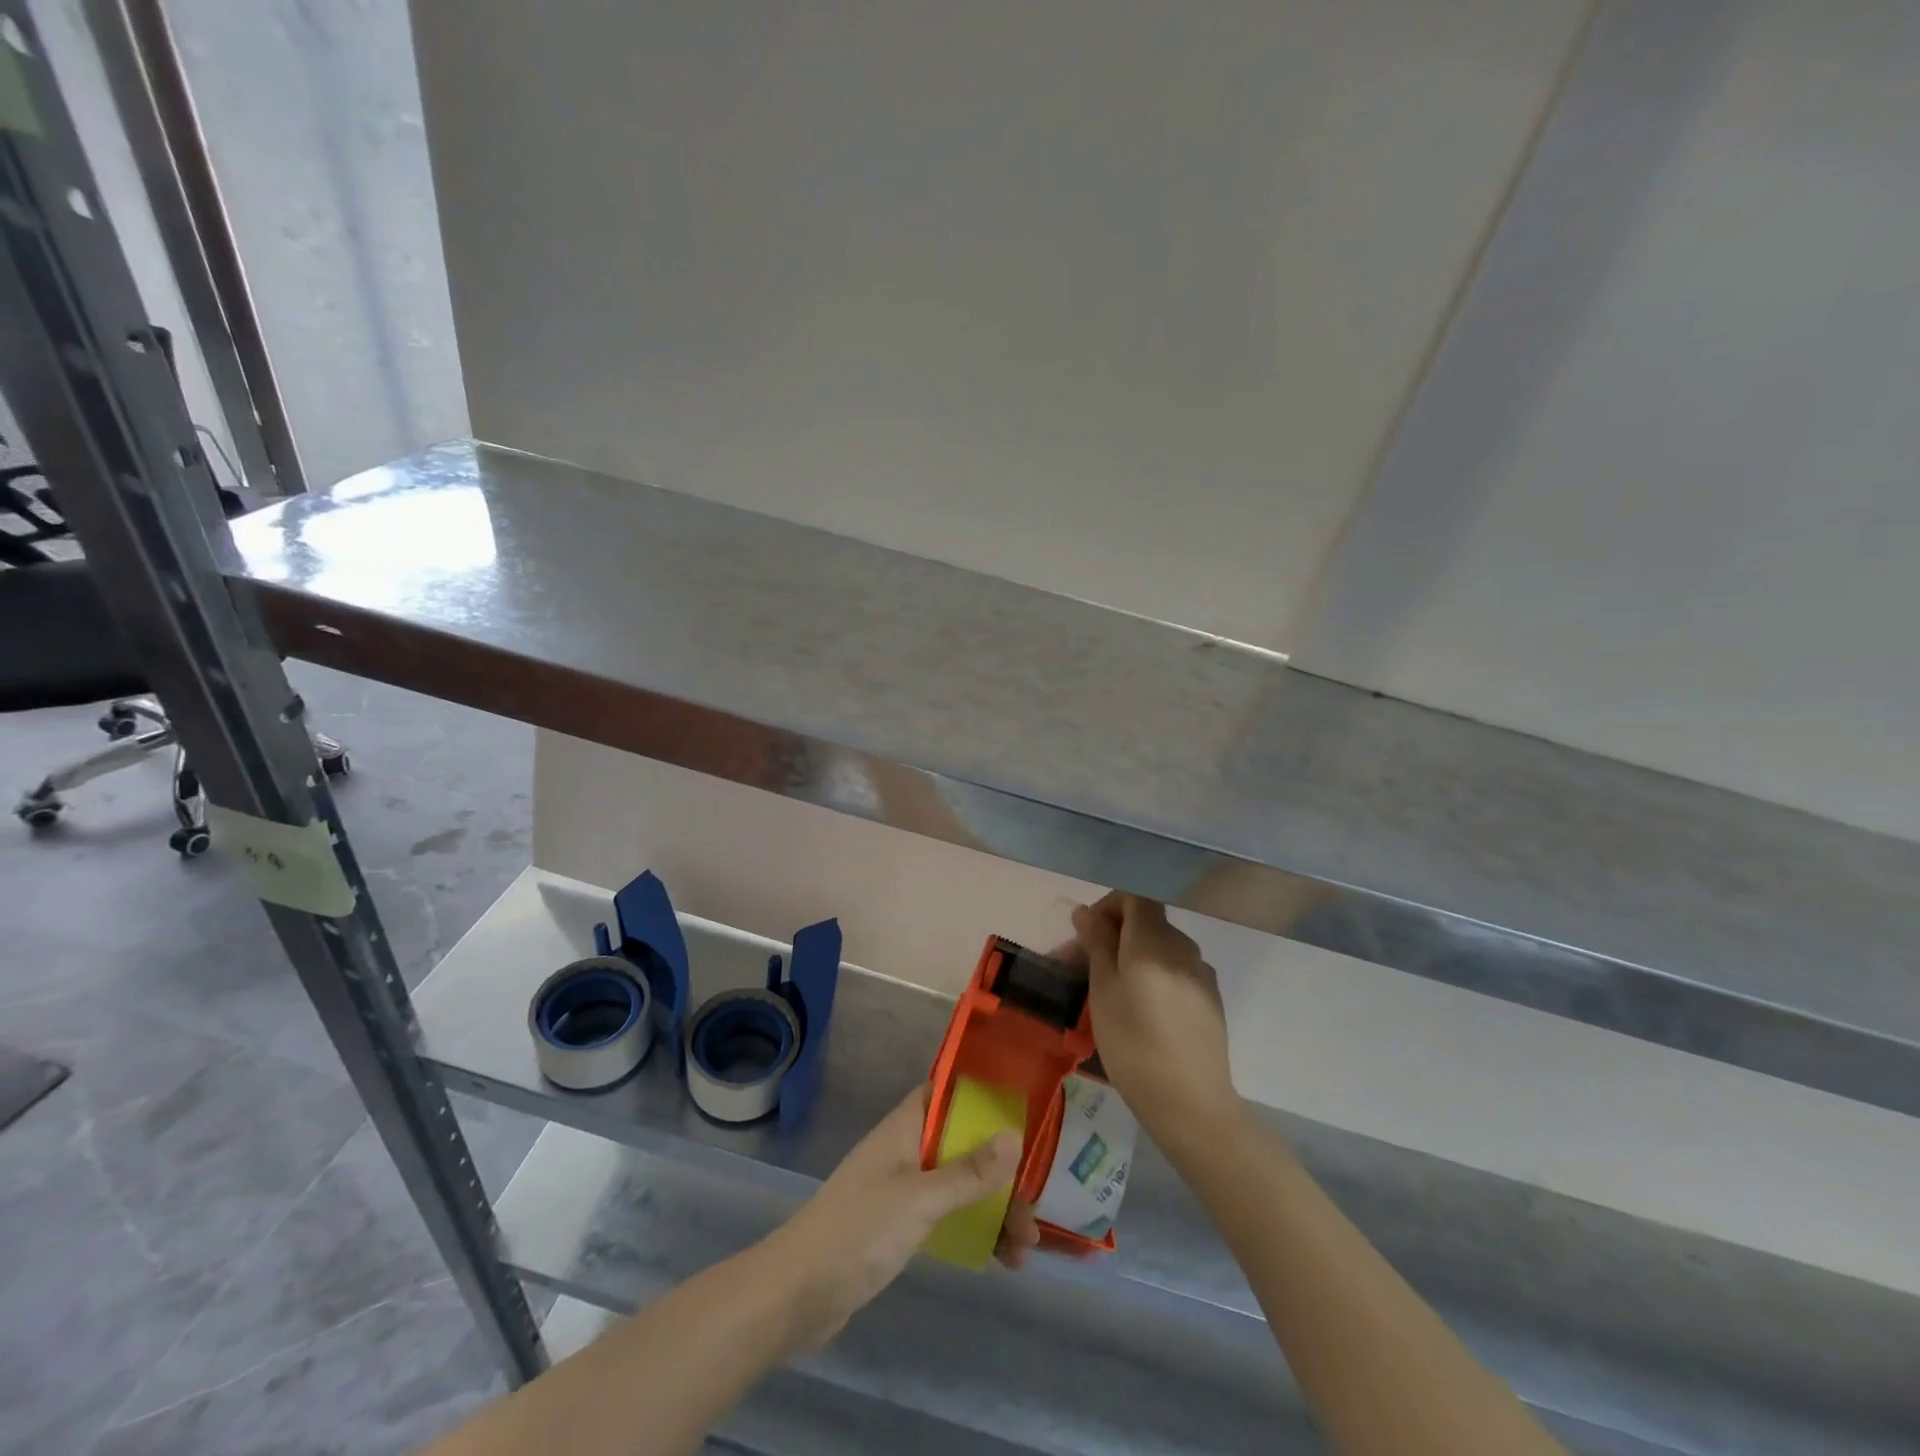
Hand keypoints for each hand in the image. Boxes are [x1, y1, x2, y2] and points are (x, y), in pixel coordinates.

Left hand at [764, 1085, 1019, 1346]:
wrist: (796, 1295)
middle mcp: (906, 1151)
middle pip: (963, 1146)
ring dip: (994, 1208)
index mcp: (904, 1128)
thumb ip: (967, 1172)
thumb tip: (1014, 1136)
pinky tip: (1001, 1259)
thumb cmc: (857, 1231)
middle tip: (1034, 1208)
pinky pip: (948, 1216)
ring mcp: (902, 1190)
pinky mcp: (900, 1227)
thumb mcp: (919, 1199)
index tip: (1022, 1114)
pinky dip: (975, 1230)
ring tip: (1026, 1249)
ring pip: (959, 1184)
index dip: (983, 1098)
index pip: (947, 1094)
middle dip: (1000, 1172)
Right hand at [1073, 893, 1237, 1146]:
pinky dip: (1156, 977)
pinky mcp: (1212, 1000)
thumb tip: (1086, 911)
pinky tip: (1144, 1012)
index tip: (1087, 935)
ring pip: (1162, 949)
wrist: (1191, 1103)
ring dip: (1134, 958)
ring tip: (1112, 993)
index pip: (1134, 896)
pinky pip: (1177, 972)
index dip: (1109, 906)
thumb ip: (1096, 944)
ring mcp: (1202, 973)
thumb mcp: (1103, 991)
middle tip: (1086, 968)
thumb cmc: (1134, 1043)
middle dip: (1115, 936)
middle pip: (1148, 922)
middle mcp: (1183, 947)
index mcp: (1154, 939)